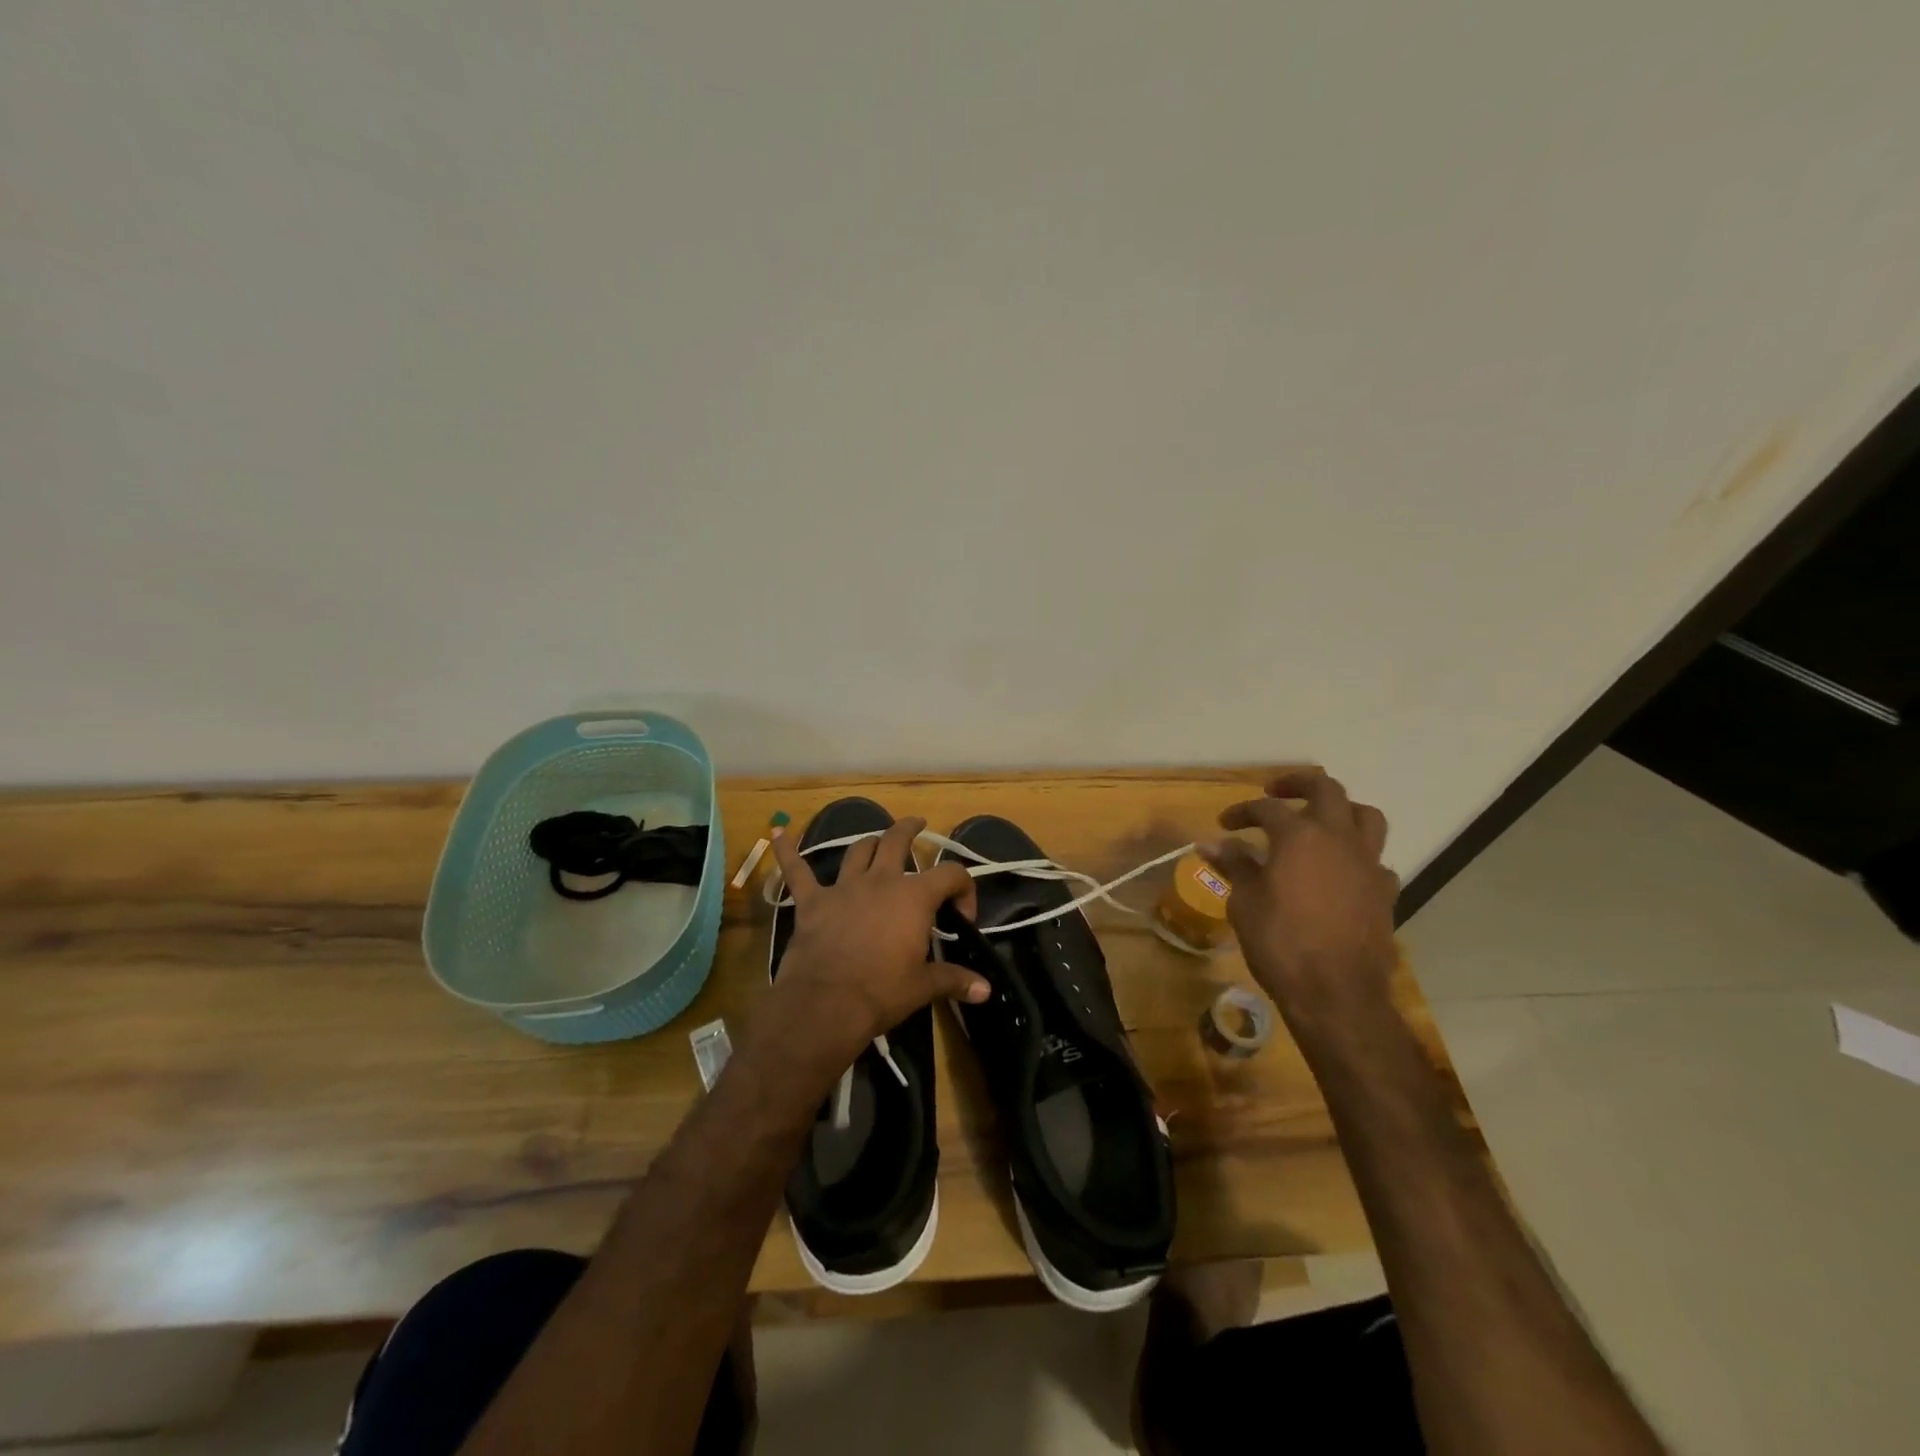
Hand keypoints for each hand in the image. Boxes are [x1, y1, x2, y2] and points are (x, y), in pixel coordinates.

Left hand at [766, 817, 989, 1067]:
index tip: (962, 916)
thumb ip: (955, 980)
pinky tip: (778, 832)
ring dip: (869, 842)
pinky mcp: (812, 902)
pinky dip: (787, 851)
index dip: (964, 888)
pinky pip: (797, 870)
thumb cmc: (881, 992)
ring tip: (877, 840)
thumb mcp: (923, 987)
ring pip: (858, 850)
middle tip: (918, 825)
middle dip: (910, 830)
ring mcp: (843, 888)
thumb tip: (986, 990)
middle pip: (897, 841)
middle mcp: (880, 881)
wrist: (826, 1004)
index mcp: (914, 897)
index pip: (951, 875)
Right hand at [1198, 768, 1398, 1023]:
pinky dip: (1357, 856)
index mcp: (1299, 836)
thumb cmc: (1281, 943)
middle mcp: (1338, 839)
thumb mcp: (1245, 903)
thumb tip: (1210, 843)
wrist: (1336, 994)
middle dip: (1298, 784)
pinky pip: (1375, 860)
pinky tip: (1340, 872)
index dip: (1241, 812)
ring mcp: (1367, 864)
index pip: (1267, 809)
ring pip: (1365, 816)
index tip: (1224, 824)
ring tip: (1319, 821)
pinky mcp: (1384, 891)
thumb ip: (1234, 866)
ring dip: (1340, 810)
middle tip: (1275, 792)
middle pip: (1326, 790)